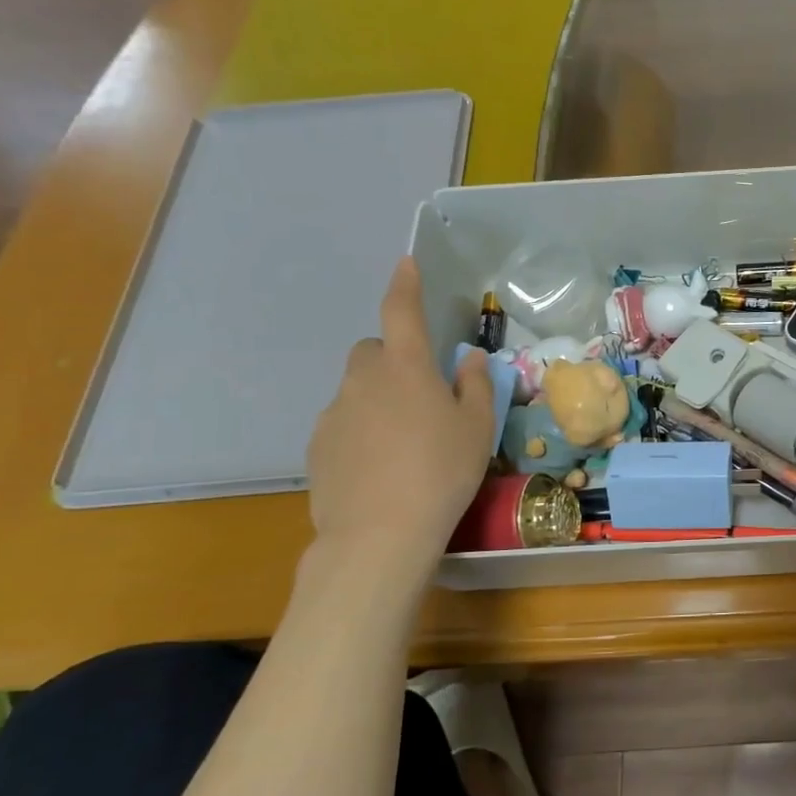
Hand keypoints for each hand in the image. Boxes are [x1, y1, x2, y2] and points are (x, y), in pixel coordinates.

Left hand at [306, 258, 494, 578]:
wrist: (380, 532)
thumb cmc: (442, 470)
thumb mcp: (477, 428)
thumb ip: (475, 385)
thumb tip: (468, 358)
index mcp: (406, 367)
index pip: (402, 312)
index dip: (405, 285)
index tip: (406, 263)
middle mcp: (363, 380)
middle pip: (373, 351)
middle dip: (394, 359)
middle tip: (423, 392)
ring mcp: (334, 413)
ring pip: (358, 390)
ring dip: (380, 399)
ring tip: (405, 441)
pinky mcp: (318, 446)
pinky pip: (344, 423)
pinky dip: (362, 430)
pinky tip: (382, 466)